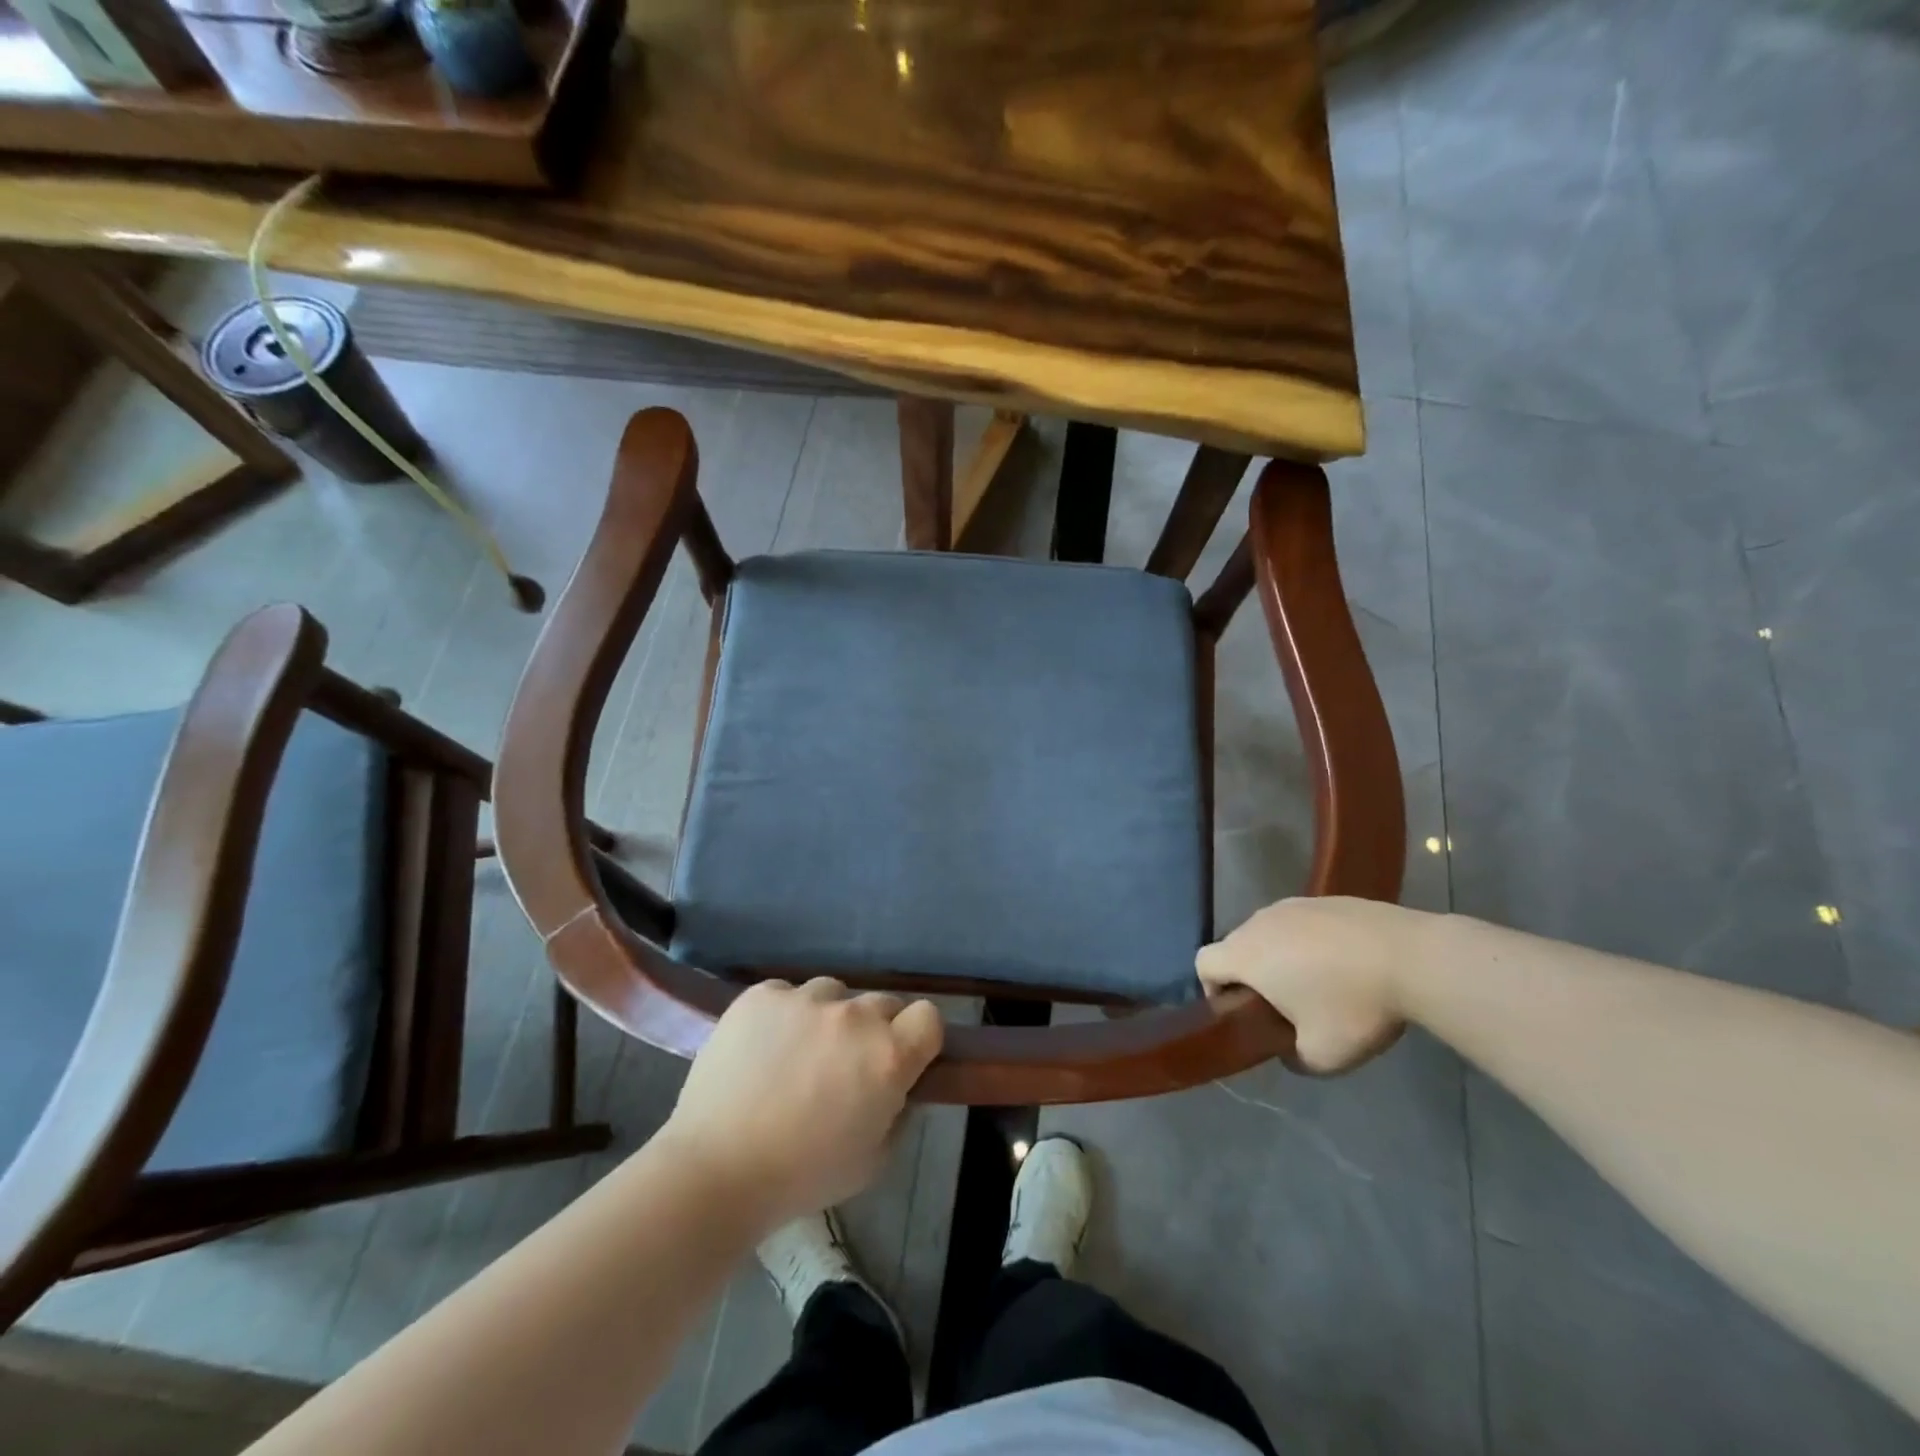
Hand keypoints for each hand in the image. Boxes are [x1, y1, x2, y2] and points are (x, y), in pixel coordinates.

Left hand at [661, 979, 943, 1226]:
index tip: (902, 1060)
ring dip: (827, 1018)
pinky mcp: (762, 994)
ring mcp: (805, 998)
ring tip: (797, 1055)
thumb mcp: (873, 1160)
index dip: (919, 1038)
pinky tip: (762, 1048)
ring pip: (833, 994)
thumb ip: (897, 1112)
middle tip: (845, 1067)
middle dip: (874, 1030)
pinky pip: (787, 994)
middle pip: (883, 1003)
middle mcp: (854, 1015)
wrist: (715, 1169)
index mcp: (889, 1055)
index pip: (929, 1016)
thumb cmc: (802, 1176)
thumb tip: (896, 1086)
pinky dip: (783, 1015)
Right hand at [1196, 897, 1431, 1073]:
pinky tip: (1347, 965)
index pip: (1203, 963)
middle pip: (1236, 947)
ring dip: (1281, 957)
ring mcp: (1294, 904)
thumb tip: (1287, 1049)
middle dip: (1251, 976)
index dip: (1212, 990)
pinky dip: (1311, 943)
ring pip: (1269, 933)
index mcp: (1246, 954)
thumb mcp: (1321, 1056)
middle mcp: (1260, 922)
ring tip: (1320, 985)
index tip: (1244, 1012)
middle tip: (1285, 1007)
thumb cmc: (1354, 1006)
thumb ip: (1291, 1057)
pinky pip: (1301, 923)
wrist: (1414, 957)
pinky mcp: (1326, 899)